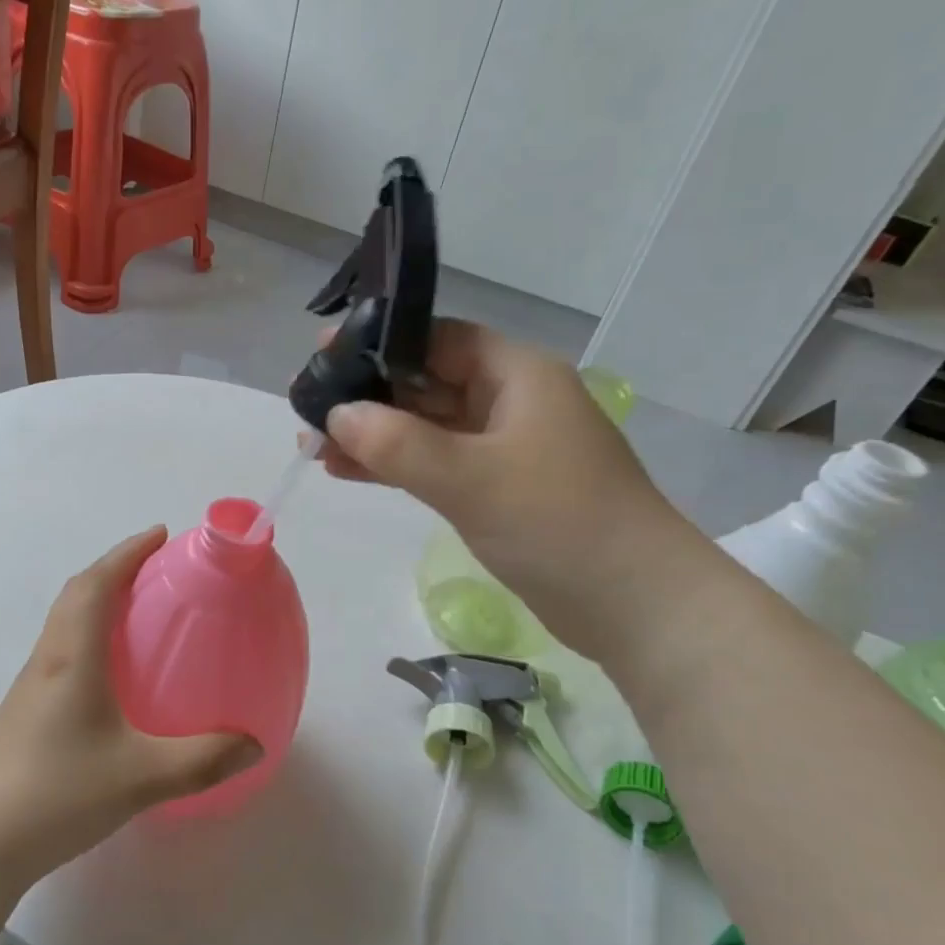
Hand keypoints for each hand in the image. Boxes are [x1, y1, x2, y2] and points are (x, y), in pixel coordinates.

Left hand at [0, 528, 261, 880]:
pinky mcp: (26, 708)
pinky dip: (88, 631)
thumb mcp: (142, 777)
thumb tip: (254, 744)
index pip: (97, 584)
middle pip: (77, 592)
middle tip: (155, 566)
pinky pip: (61, 647)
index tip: (159, 535)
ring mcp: (32, 683)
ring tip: (137, 607)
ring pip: (64, 619)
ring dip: (98, 598)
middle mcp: (48, 658)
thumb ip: (203, 759)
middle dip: (115, 567)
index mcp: (73, 657)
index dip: (127, 552)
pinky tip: (111, 669)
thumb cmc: (59, 793)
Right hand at [319, 319, 699, 658]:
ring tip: (314, 444)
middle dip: (368, 395)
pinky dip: (396, 466)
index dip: (379, 343)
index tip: (324, 356)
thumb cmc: (558, 523)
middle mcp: (510, 401)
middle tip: (308, 405)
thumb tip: (337, 415)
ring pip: (426, 426)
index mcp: (517, 375)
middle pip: (426, 382)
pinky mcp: (498, 488)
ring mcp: (505, 447)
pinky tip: (348, 471)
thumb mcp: (471, 478)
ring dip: (375, 434)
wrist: (635, 606)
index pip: (438, 339)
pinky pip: (436, 463)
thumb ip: (397, 444)